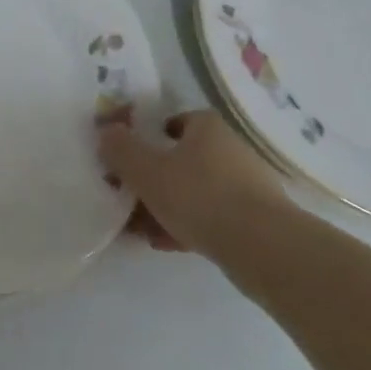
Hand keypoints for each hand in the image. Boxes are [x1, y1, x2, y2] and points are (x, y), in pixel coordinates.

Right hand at [99, 111, 287, 255]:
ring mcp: (245, 186)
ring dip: (166, 206)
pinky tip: (165, 243)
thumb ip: (120, 148)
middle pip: (180, 159)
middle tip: (127, 196)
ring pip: (194, 191)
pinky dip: (187, 226)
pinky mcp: (254, 220)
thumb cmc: (199, 196)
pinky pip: (211, 217)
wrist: (264, 248)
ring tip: (139, 228)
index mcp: (206, 128)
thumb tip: (106, 131)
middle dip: (152, 178)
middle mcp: (229, 150)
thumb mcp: (146, 170)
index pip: (173, 122)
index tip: (128, 157)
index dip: (148, 137)